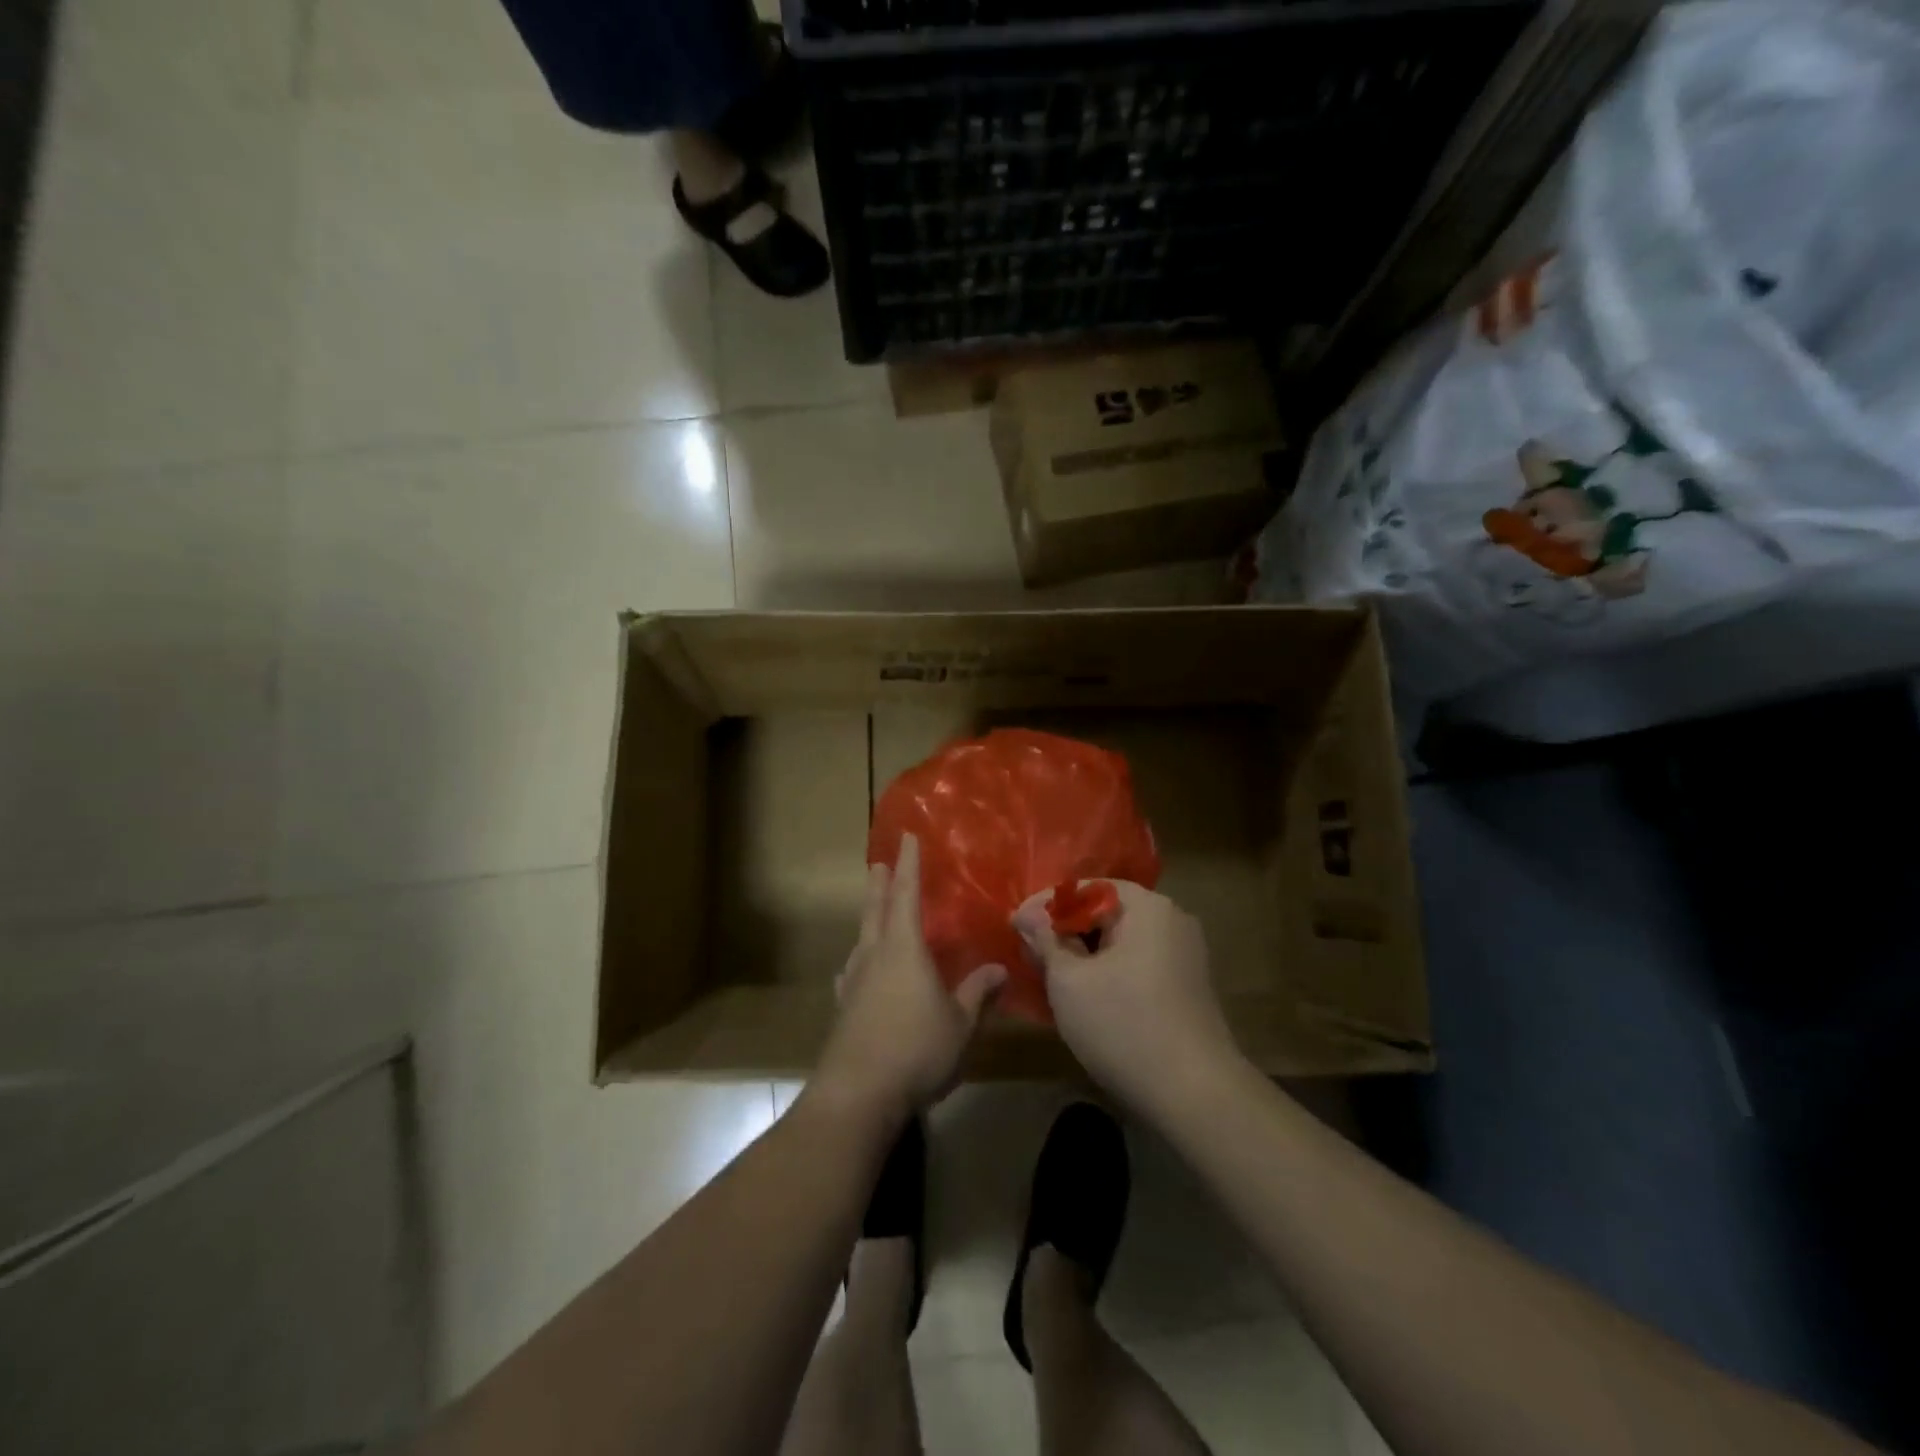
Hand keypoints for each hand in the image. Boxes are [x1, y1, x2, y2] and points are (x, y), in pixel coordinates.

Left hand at [815, 833, 1006, 1124]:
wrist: (857, 1094)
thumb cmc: (916, 1049)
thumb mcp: (960, 1023)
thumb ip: (978, 993)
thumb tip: (999, 968)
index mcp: (904, 948)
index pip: (908, 894)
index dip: (910, 864)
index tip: (908, 837)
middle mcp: (875, 956)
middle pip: (876, 910)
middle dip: (880, 885)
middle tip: (879, 864)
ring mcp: (855, 982)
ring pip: (862, 939)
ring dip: (869, 919)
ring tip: (873, 912)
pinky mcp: (844, 1009)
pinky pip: (853, 972)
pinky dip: (858, 962)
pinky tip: (856, 970)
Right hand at [1013, 881, 1240, 1121]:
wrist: (1196, 1096)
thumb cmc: (1124, 1026)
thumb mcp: (1069, 981)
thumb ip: (1046, 940)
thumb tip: (1027, 915)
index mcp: (1146, 907)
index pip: (1085, 887)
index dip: (1045, 904)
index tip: (1014, 926)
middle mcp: (1171, 919)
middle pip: (1105, 911)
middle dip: (1064, 930)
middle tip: (1029, 953)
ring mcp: (1184, 953)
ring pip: (1120, 939)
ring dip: (1083, 952)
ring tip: (1050, 975)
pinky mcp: (1187, 984)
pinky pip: (1137, 962)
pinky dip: (1107, 970)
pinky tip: (1084, 994)